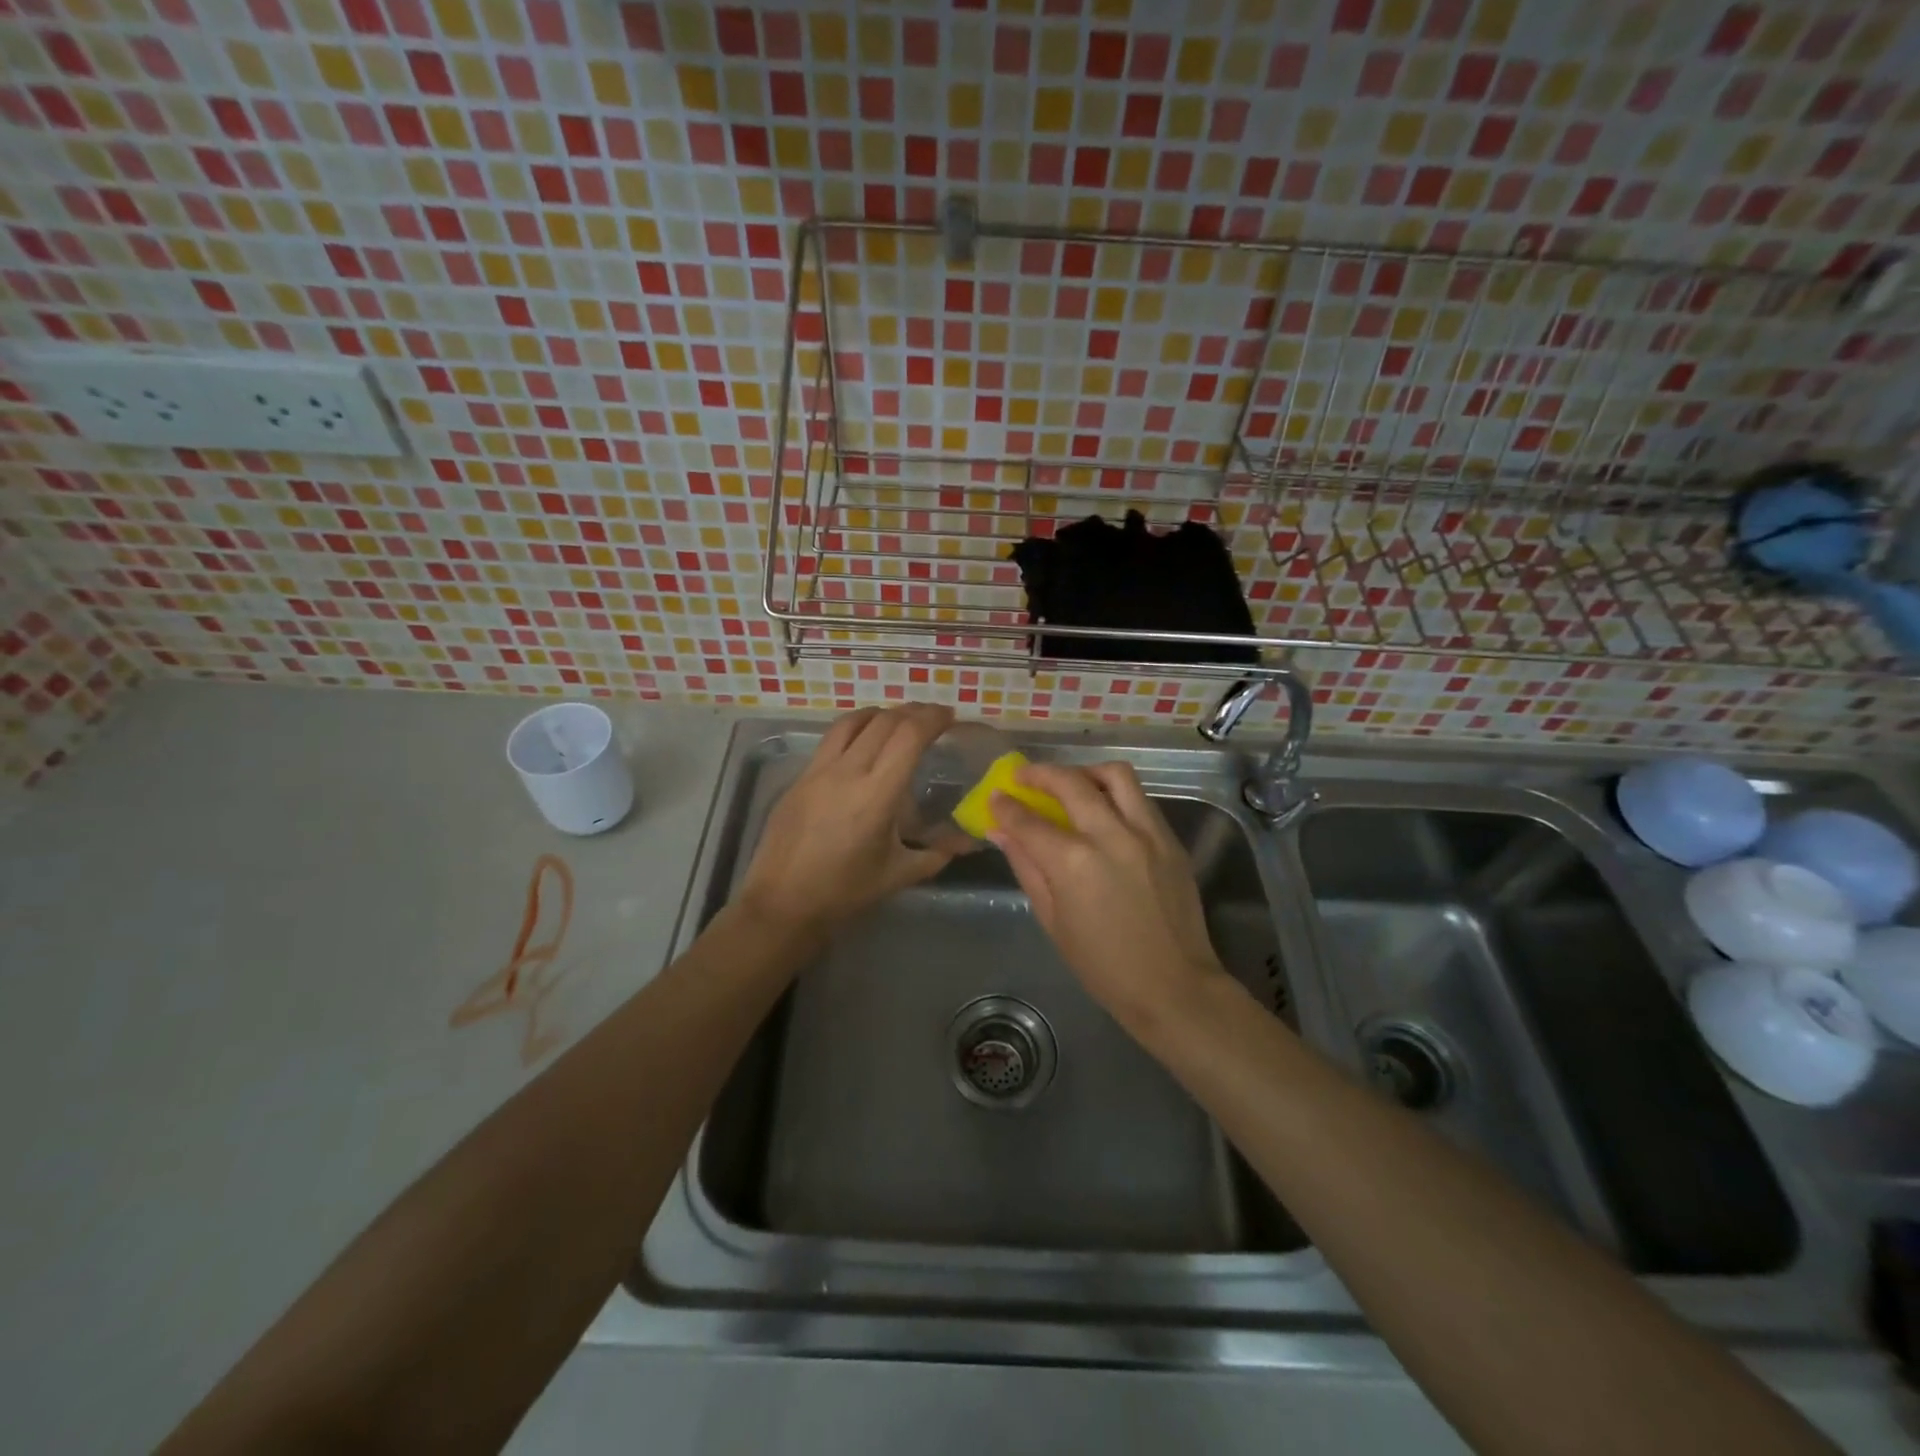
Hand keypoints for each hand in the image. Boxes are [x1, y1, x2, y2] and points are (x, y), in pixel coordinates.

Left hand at [737, 703, 955, 934]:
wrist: (782, 903)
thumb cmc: (844, 892)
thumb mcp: (898, 875)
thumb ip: (937, 853)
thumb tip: (967, 843)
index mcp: (876, 795)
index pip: (909, 736)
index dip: (932, 719)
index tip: (950, 716)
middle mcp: (846, 772)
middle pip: (884, 721)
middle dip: (913, 712)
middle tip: (932, 718)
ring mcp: (818, 771)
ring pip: (852, 722)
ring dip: (881, 714)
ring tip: (898, 721)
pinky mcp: (800, 778)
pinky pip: (831, 740)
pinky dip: (856, 729)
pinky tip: (864, 745)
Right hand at [989, 761, 1229, 1032]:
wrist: (1173, 986)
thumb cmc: (1103, 965)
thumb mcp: (1053, 920)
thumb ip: (1027, 867)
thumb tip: (1000, 831)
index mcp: (1074, 863)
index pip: (1029, 820)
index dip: (1007, 805)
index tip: (996, 796)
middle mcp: (1110, 835)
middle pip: (1071, 782)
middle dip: (1041, 774)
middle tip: (1024, 777)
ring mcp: (1147, 833)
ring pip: (1115, 775)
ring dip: (1086, 772)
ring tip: (1071, 782)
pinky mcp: (1170, 839)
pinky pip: (1140, 799)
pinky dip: (1116, 794)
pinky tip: (1104, 810)